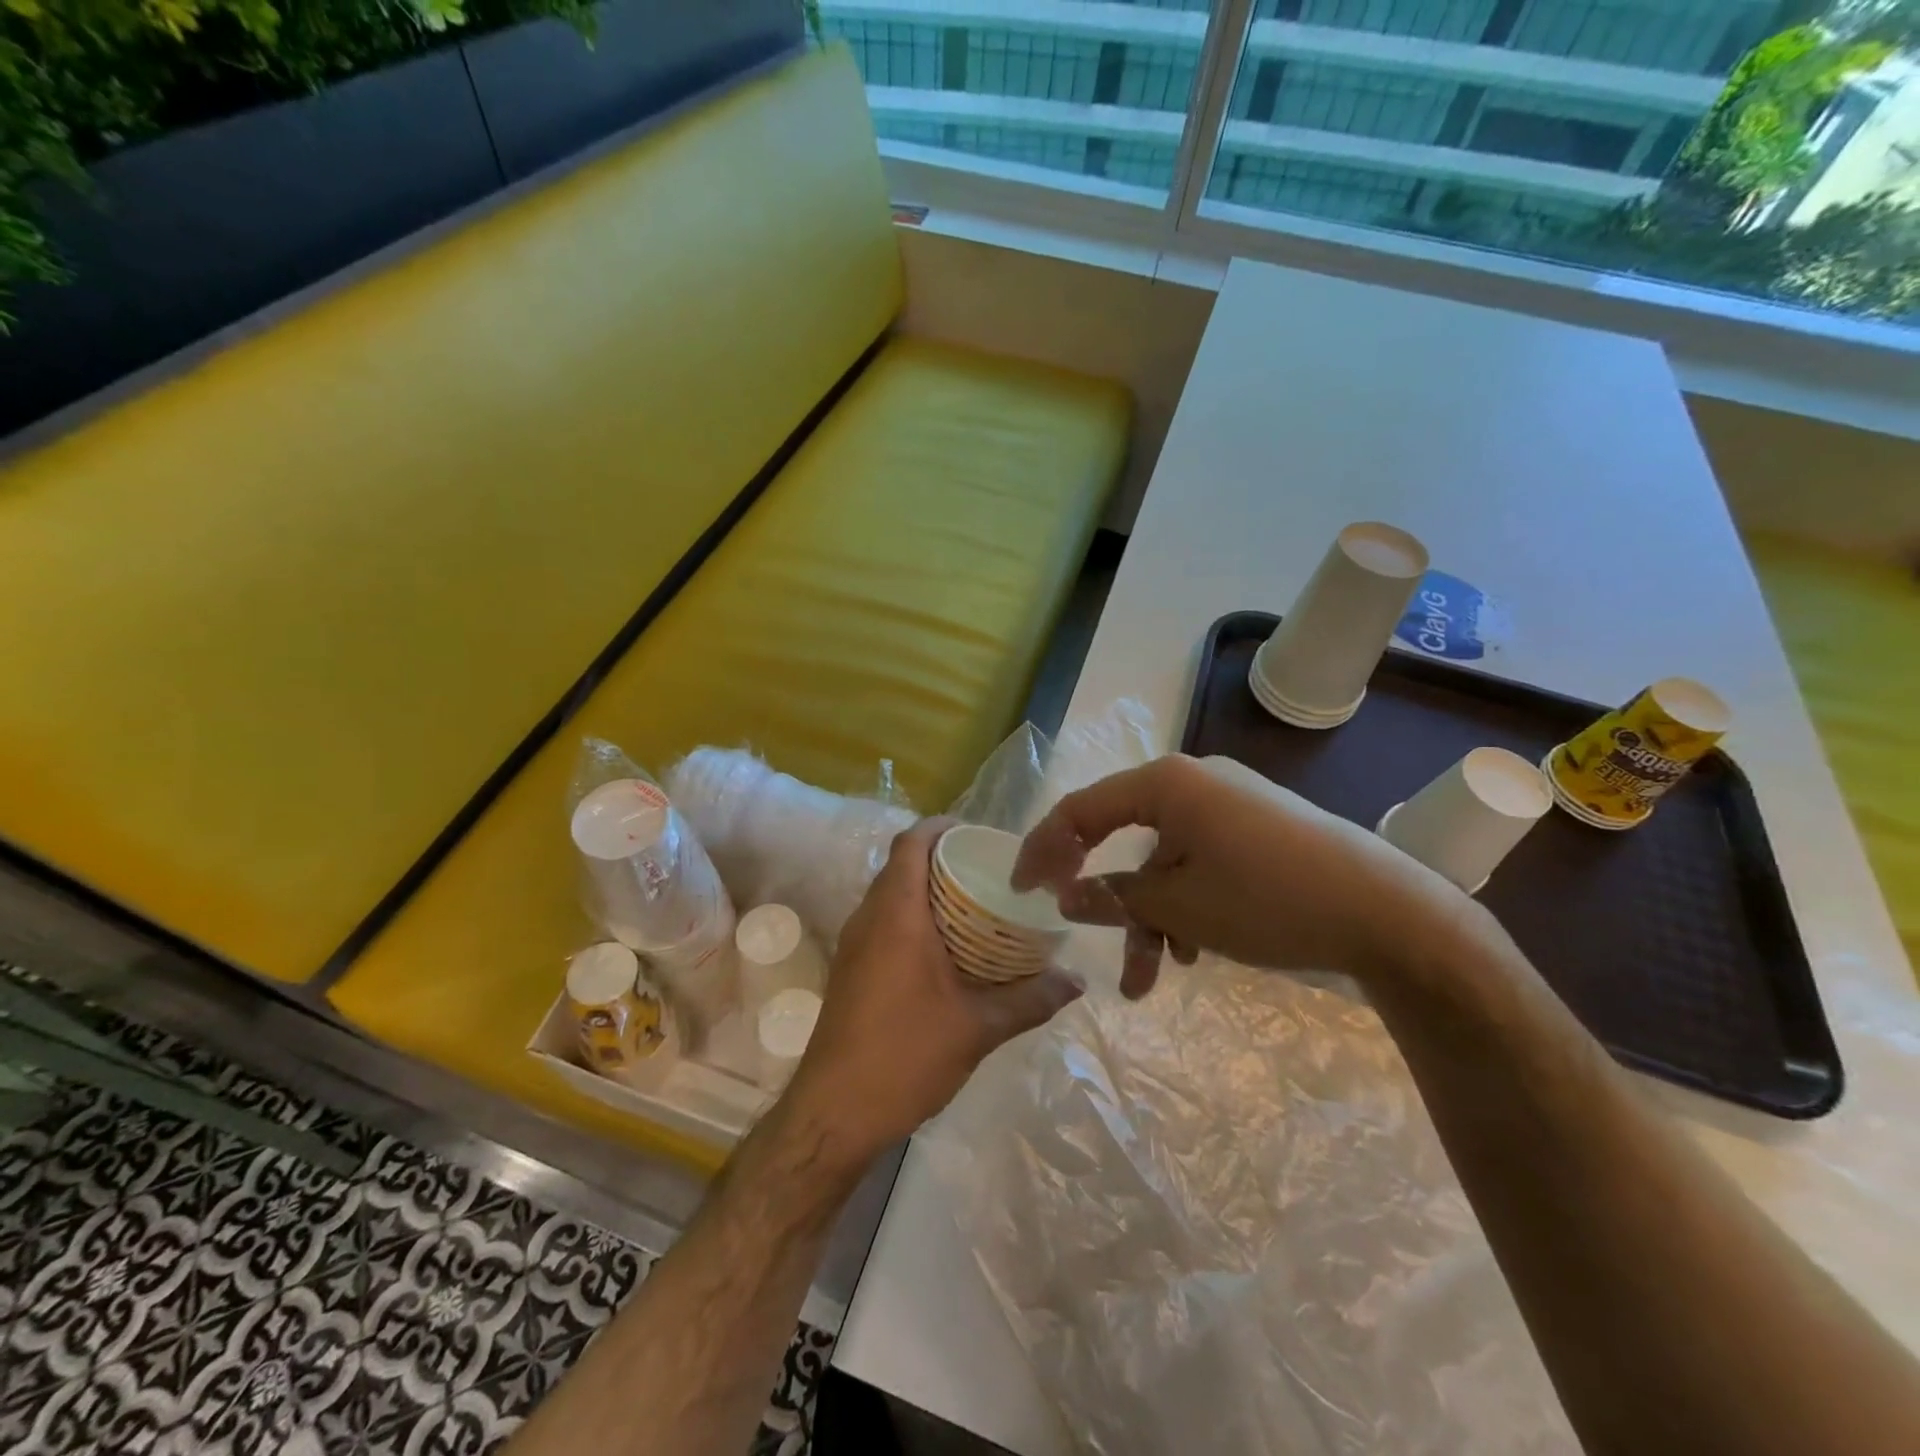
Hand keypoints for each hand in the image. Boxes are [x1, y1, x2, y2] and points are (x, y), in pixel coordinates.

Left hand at [783, 816, 1083, 1164]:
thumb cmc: (905, 1055)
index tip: (978, 834)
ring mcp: (854, 945)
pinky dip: (914, 919)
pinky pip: (884, 923)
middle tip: (990, 871)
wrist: (835, 1113)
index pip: (910, 843)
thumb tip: (1077, 982)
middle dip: (943, 859)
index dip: (941, 827)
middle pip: (902, 865)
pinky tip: (948, 950)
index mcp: (896, 914)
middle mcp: (868, 918)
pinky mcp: (851, 970)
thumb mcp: (978, 1027)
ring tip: (977, 906)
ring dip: (928, 891)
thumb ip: (1031, 999)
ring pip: (891, 895)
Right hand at [1012, 754, 1474, 997]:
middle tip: (1079, 931)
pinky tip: (1194, 952)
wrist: (1392, 914)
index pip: (1081, 809)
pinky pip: (1200, 862)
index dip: (1044, 849)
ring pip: (1164, 861)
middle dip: (1107, 899)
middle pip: (1125, 838)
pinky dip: (1186, 904)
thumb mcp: (1177, 906)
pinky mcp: (1258, 831)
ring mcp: (1230, 806)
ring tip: (1152, 979)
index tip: (1022, 891)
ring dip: (1151, 917)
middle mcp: (1193, 782)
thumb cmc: (1268, 900)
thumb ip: (1112, 898)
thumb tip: (1066, 895)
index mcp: (1166, 783)